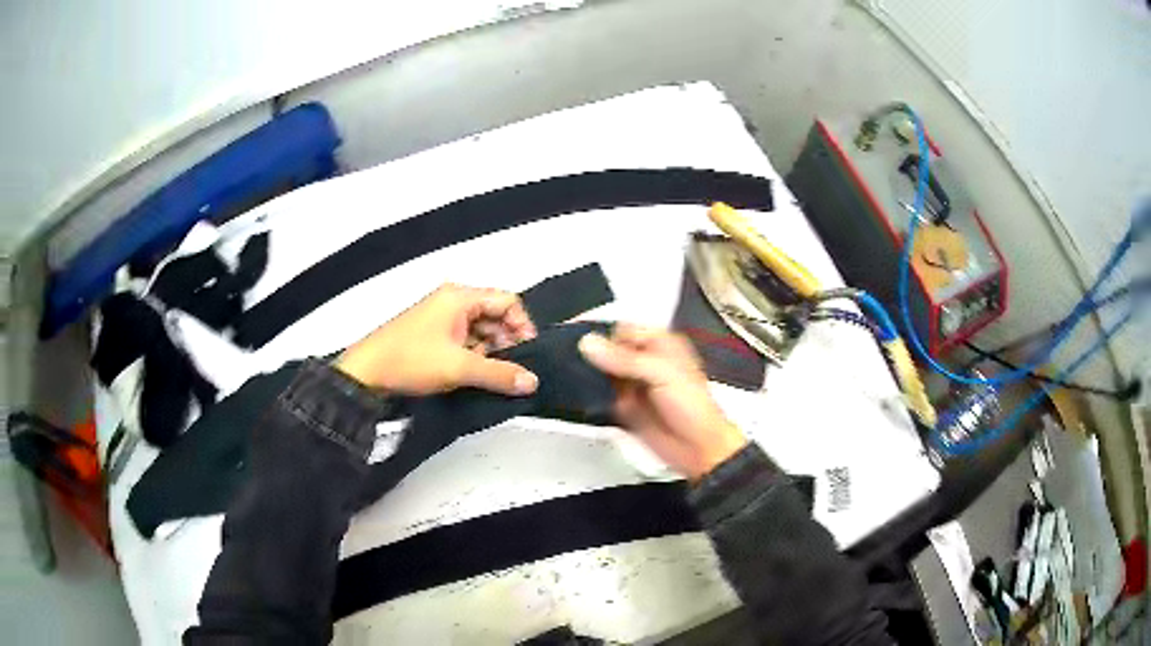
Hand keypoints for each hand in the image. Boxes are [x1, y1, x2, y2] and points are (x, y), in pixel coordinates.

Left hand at [334, 284, 538, 395]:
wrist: (366, 373)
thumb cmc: (410, 360)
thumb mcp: (458, 368)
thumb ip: (499, 374)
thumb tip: (532, 382)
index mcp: (460, 297)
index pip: (507, 302)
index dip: (522, 326)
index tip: (527, 354)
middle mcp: (453, 302)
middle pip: (494, 315)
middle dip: (506, 342)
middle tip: (512, 369)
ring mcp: (441, 318)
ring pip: (480, 330)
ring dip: (490, 352)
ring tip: (491, 376)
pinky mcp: (433, 335)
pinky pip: (464, 340)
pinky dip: (474, 356)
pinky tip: (473, 375)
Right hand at [578, 325, 747, 480]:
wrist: (699, 449)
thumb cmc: (693, 406)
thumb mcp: (661, 373)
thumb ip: (624, 358)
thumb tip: (589, 343)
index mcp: (660, 344)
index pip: (623, 330)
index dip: (603, 335)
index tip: (580, 341)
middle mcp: (645, 362)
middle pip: (609, 351)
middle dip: (591, 356)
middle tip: (566, 359)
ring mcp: (633, 385)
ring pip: (602, 373)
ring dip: (587, 376)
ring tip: (566, 376)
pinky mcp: (624, 407)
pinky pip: (601, 397)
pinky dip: (589, 397)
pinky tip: (576, 396)